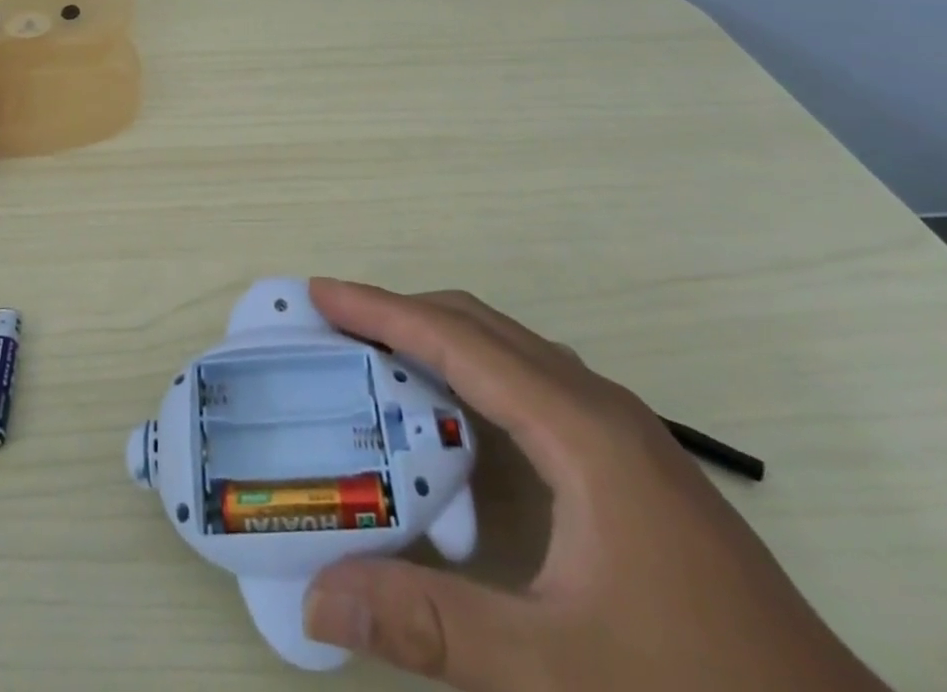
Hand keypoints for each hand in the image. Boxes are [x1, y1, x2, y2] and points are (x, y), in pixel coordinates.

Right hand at [300, 280, 891, 691]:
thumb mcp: (556, 676)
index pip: (457, 341)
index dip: (381, 310)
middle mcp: (596, 406)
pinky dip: (471, 376)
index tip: (319, 293)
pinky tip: (451, 421)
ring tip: (376, 357)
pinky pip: (528, 384)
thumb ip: (430, 627)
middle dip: (400, 314)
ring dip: (437, 341)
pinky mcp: (628, 461)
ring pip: (507, 350)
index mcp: (579, 429)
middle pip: (480, 327)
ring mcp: (619, 430)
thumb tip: (318, 595)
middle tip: (332, 323)